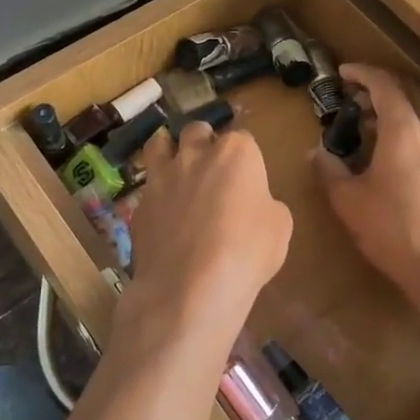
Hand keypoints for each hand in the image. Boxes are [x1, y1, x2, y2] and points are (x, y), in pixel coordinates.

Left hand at [122, 120, 291, 352]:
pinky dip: (156, 195)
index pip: (243, 138)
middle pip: (197, 131)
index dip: (246, 158)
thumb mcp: (280, 227)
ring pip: (159, 145)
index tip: (249, 178)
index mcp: (236, 152)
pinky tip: (163, 216)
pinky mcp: (139, 204)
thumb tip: (252, 203)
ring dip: (169, 151)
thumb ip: (265, 203)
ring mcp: (162, 177)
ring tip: (177, 171)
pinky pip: (148, 189)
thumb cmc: (247, 252)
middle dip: (204, 142)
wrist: (190, 288)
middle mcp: (195, 154)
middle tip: (212, 168)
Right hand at [310, 64, 419, 326]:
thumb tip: (316, 154)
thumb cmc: (395, 233)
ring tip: (371, 125)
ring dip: (399, 109)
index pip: (385, 84)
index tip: (343, 73)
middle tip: (356, 95)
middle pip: (411, 92)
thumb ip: (329, 172)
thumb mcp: (350, 204)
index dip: (363, 73)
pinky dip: (413, 131)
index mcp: (406, 131)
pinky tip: (396, 157)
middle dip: (382, 86)